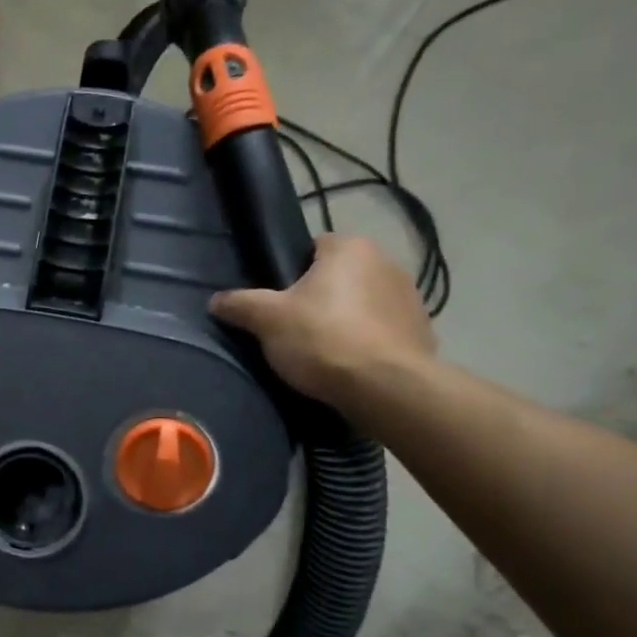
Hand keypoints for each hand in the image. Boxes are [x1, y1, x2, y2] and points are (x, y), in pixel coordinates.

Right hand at [209, 234, 434, 406]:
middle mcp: (387, 262)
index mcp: (350, 248)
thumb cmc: (323, 339)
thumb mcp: (267, 320)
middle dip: (318, 296)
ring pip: (361, 302)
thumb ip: (239, 304)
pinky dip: (366, 341)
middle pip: (338, 276)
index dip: (290, 273)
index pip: (312, 247)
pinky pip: (381, 329)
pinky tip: (348, 364)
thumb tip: (215, 301)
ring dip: (344, 319)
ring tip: (320, 350)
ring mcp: (410, 297)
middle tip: (292, 327)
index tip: (277, 300)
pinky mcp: (421, 330)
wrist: (386, 388)